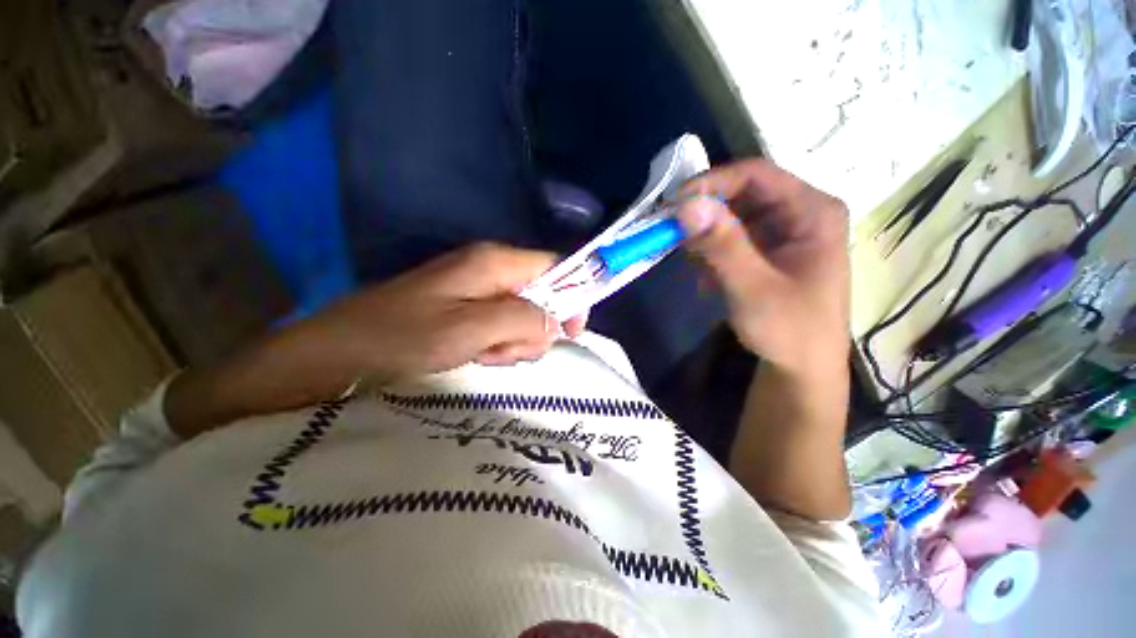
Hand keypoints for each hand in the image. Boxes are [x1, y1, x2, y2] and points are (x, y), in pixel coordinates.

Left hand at [301, 242, 586, 379]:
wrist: (338, 353)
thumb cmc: (402, 336)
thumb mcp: (471, 328)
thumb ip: (522, 318)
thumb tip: (556, 321)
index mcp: (494, 262)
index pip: (554, 267)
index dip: (571, 296)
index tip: (572, 332)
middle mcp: (489, 269)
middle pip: (540, 295)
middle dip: (533, 328)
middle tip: (506, 351)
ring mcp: (475, 290)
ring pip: (521, 315)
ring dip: (513, 341)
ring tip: (485, 355)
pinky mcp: (463, 309)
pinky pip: (499, 326)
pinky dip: (497, 345)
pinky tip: (477, 356)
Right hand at [675, 159, 849, 373]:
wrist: (801, 368)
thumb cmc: (790, 331)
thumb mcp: (754, 289)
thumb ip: (722, 246)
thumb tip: (686, 204)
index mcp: (813, 211)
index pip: (757, 174)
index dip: (712, 182)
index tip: (674, 203)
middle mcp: (799, 212)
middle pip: (742, 192)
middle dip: (704, 211)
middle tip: (671, 232)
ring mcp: (781, 231)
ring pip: (731, 214)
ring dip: (705, 234)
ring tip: (692, 263)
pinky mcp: (765, 249)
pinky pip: (730, 236)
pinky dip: (710, 250)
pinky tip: (705, 275)